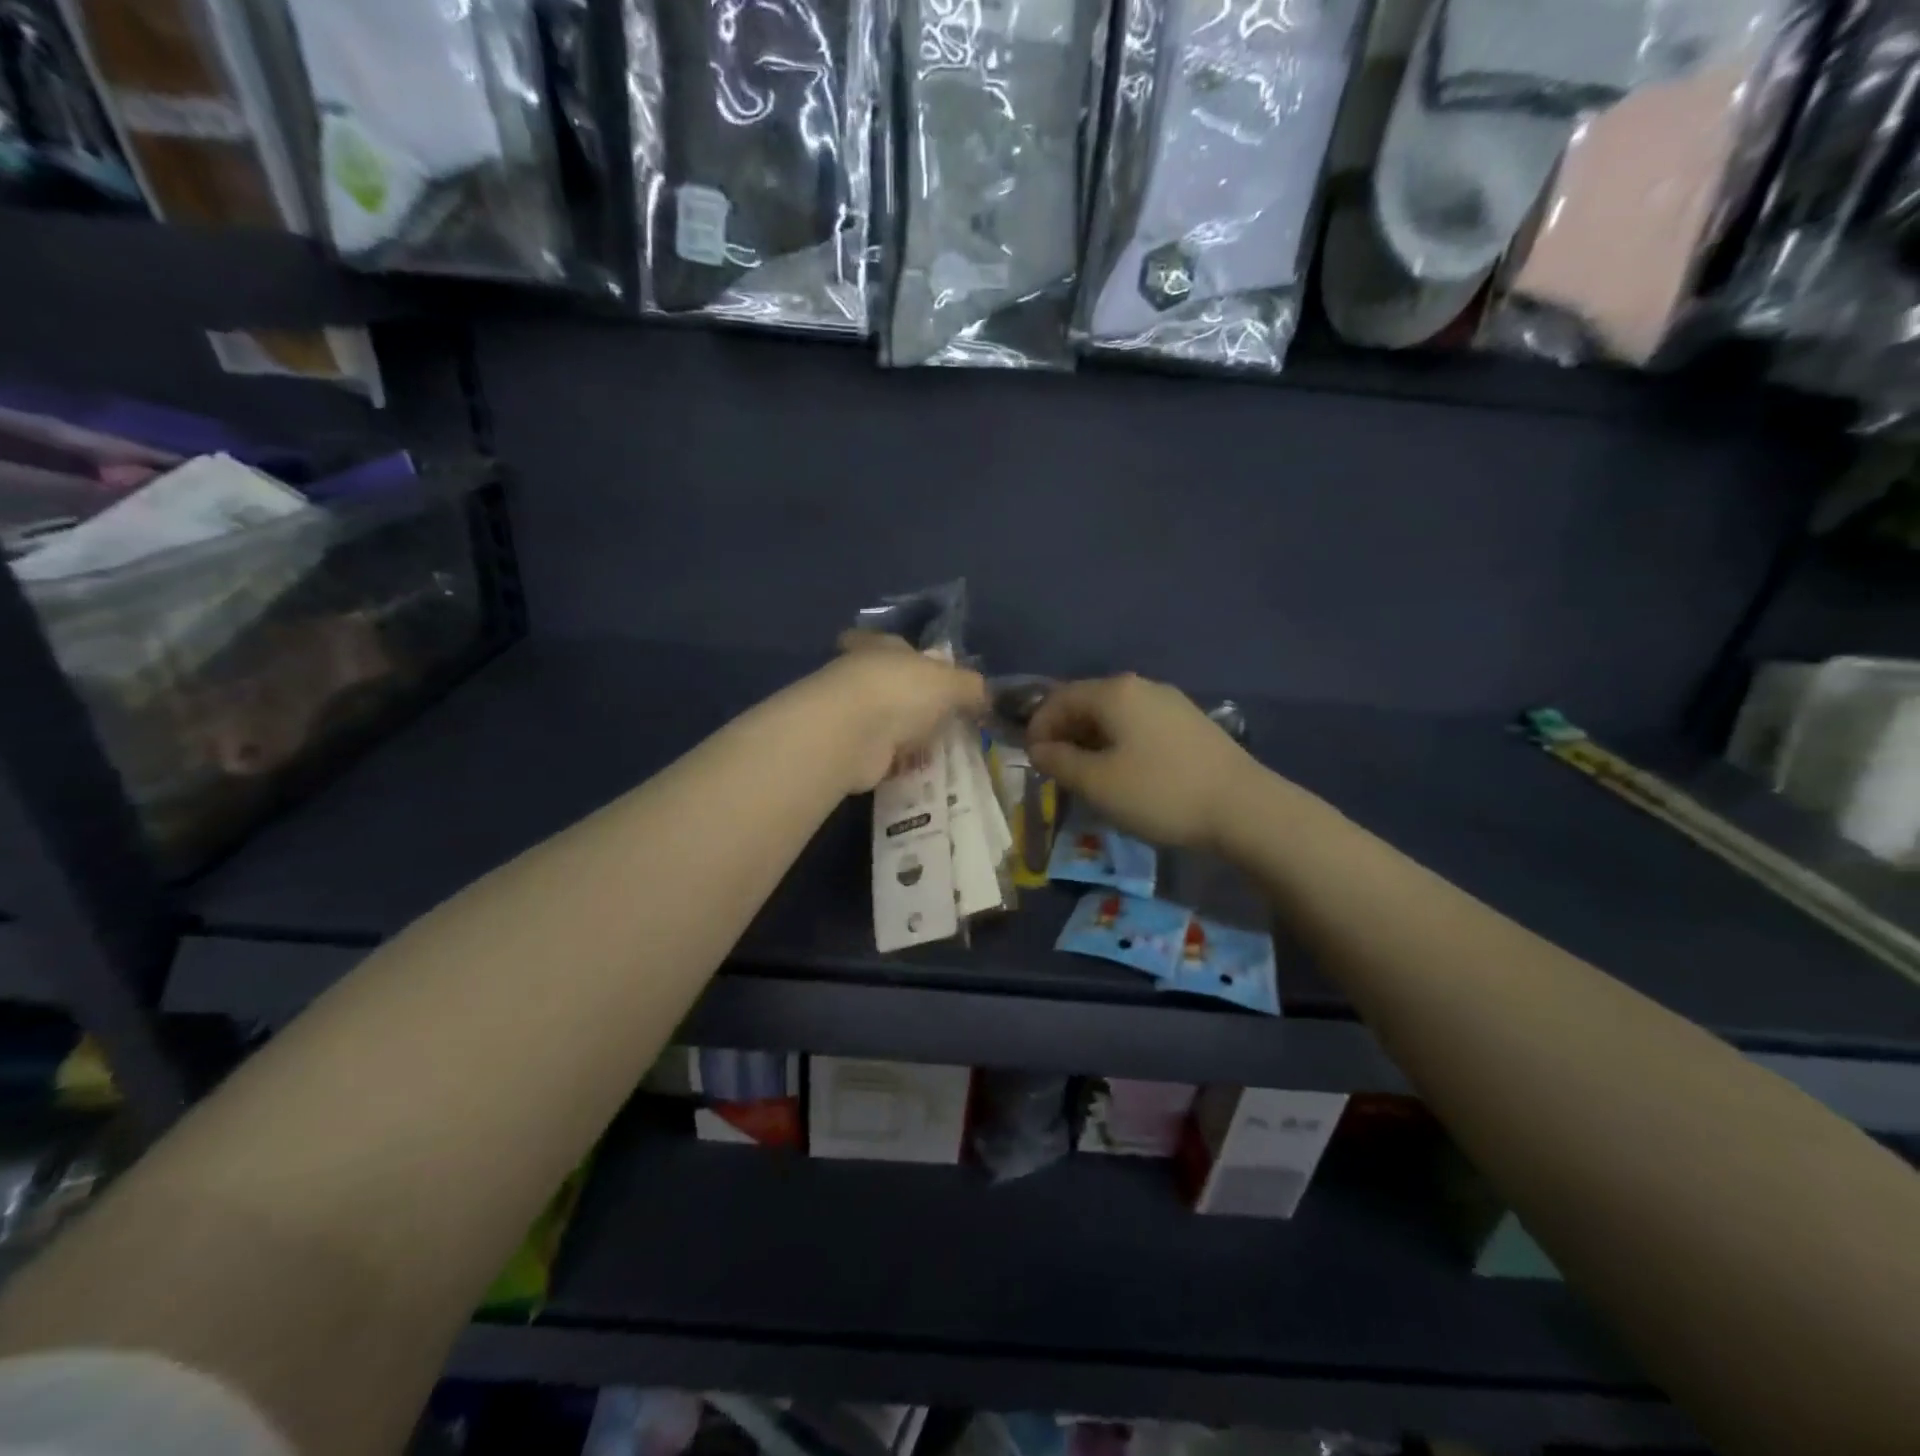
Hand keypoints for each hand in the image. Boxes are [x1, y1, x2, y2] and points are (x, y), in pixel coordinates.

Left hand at [802, 633, 987, 792]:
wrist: (853, 735)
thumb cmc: (902, 691)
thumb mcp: (951, 683)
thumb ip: (972, 687)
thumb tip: (986, 697)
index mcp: (882, 647)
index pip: (888, 642)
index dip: (903, 652)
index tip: (919, 668)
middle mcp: (862, 675)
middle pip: (889, 683)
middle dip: (911, 699)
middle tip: (942, 718)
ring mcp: (852, 714)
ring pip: (885, 721)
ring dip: (905, 734)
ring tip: (938, 748)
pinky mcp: (851, 750)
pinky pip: (882, 754)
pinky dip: (898, 762)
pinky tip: (920, 771)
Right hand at [1028, 674, 1258, 848]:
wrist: (1244, 808)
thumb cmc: (1160, 792)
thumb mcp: (1097, 783)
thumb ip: (1059, 761)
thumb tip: (1038, 749)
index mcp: (1114, 693)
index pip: (1059, 699)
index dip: (1038, 728)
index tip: (1032, 762)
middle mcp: (1142, 687)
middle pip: (1087, 702)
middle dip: (1064, 734)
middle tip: (1056, 771)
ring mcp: (1170, 703)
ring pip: (1114, 715)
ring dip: (1091, 741)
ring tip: (1087, 776)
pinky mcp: (1190, 723)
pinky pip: (1139, 725)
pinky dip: (1119, 744)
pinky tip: (1125, 773)